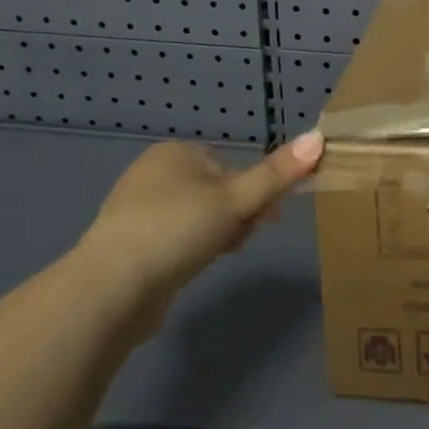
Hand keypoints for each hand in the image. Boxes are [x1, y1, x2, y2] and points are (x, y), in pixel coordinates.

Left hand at [74, 131, 323, 337]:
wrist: (108, 291)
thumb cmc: (176, 231)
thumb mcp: (236, 199)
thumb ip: (277, 174)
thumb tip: (319, 137)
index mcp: (176, 152)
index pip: (232, 166)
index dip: (254, 192)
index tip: (264, 218)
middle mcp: (153, 174)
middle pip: (218, 192)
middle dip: (237, 216)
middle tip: (240, 241)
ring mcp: (136, 212)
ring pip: (199, 218)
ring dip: (217, 236)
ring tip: (215, 258)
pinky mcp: (128, 247)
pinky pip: (176, 240)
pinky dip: (190, 251)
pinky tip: (191, 270)